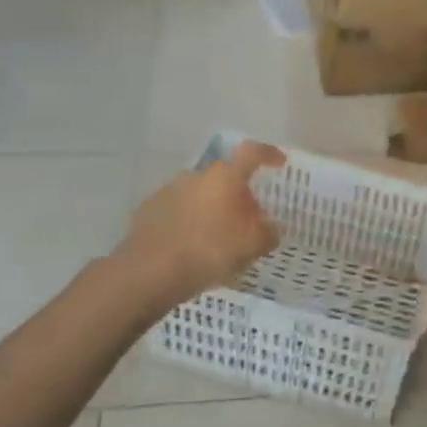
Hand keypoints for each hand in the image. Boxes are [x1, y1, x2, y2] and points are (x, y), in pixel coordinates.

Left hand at [118, 140, 287, 306]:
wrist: (148, 273)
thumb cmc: (209, 251)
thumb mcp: (252, 246)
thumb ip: (268, 233)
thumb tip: (270, 228)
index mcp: (224, 176)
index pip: (252, 153)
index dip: (268, 154)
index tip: (279, 162)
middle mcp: (196, 175)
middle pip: (225, 177)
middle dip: (239, 194)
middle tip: (248, 219)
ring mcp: (169, 191)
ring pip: (201, 194)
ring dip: (213, 209)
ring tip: (218, 238)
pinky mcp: (149, 210)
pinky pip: (179, 211)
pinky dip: (190, 222)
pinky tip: (192, 247)